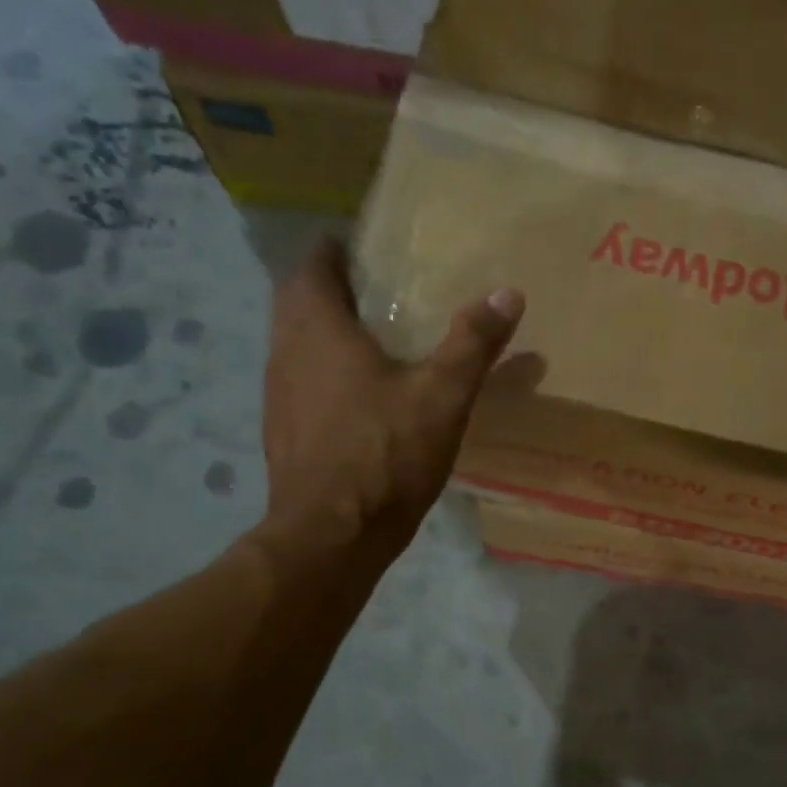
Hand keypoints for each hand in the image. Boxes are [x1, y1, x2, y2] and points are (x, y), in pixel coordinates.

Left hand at [253, 237, 522, 573]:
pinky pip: (300, 382)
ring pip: (296, 344)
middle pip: (298, 301)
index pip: (313, 265)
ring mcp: (278, 395)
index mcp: (318, 329)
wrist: (331, 536)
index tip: (369, 251)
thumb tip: (508, 293)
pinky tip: (360, 398)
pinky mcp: (282, 432)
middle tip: (379, 292)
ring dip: (325, 333)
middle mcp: (286, 352)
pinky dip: (324, 374)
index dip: (337, 250)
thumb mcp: (442, 396)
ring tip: (374, 340)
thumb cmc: (385, 455)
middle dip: (331, 289)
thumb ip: (473, 343)